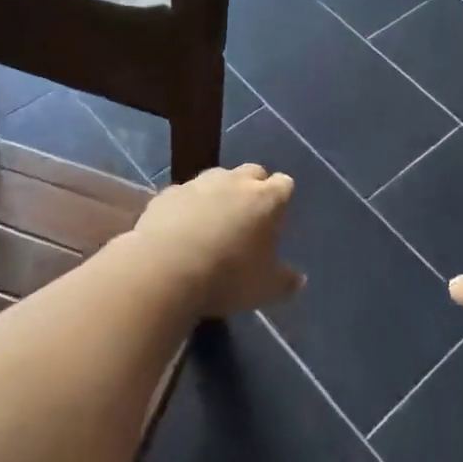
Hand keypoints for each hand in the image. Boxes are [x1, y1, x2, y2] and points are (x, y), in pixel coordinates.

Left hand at [126, 164, 302, 318]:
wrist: (163, 270)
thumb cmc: (226, 277)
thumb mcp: (265, 289)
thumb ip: (286, 281)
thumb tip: (299, 279)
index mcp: (265, 199)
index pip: (284, 184)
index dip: (282, 200)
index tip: (277, 221)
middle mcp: (234, 181)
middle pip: (253, 172)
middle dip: (254, 188)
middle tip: (249, 218)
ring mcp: (199, 183)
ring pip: (217, 178)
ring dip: (220, 194)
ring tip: (214, 222)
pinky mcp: (168, 193)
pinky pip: (186, 193)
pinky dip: (189, 205)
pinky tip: (182, 229)